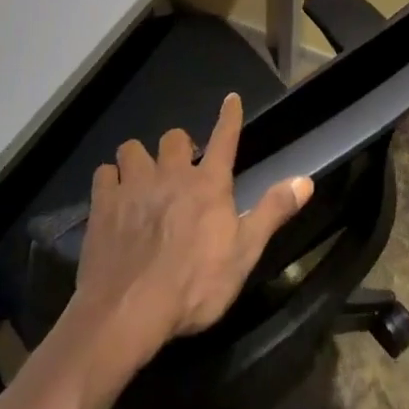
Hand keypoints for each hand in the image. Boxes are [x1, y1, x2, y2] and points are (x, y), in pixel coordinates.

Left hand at [72, 93, 312, 373]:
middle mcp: (171, 173)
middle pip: (174, 137)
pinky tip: (112, 197)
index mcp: (208, 184)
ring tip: (142, 179)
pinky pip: (104, 173)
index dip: (229, 117)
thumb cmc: (195, 285)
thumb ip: (273, 211)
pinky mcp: (103, 203)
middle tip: (180, 169)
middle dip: (178, 147)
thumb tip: (305, 179)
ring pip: (133, 148)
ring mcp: (134, 185)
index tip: (231, 98)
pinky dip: (110, 181)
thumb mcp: (244, 253)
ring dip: (139, 160)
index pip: (224, 138)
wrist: (129, 310)